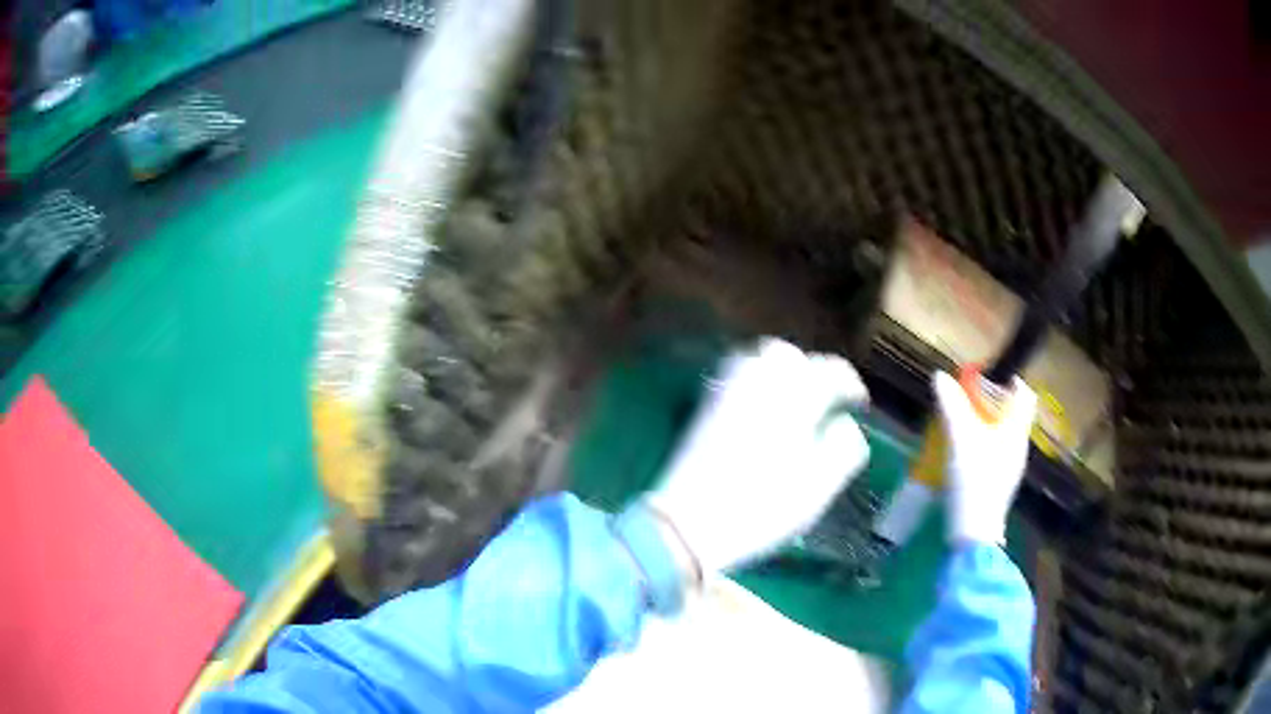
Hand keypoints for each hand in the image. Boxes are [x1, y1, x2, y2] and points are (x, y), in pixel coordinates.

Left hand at [645, 338, 870, 574]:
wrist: (688, 524)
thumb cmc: (761, 510)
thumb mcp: (817, 489)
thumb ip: (842, 449)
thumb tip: (846, 424)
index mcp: (793, 402)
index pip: (829, 372)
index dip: (849, 382)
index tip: (859, 401)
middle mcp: (758, 385)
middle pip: (787, 354)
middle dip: (810, 367)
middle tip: (823, 394)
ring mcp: (726, 393)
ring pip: (756, 357)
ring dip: (779, 368)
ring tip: (793, 396)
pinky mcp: (704, 408)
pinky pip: (733, 374)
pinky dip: (753, 378)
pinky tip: (760, 406)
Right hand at [933, 371, 1038, 545]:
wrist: (974, 532)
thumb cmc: (974, 478)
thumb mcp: (960, 438)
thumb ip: (951, 405)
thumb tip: (940, 376)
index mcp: (1016, 430)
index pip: (1025, 397)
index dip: (1013, 382)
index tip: (993, 377)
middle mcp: (1019, 447)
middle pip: (1013, 417)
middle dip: (994, 405)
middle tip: (970, 402)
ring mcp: (1011, 470)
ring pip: (1004, 438)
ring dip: (987, 428)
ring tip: (963, 428)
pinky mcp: (999, 488)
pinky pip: (996, 457)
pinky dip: (983, 449)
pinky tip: (964, 458)